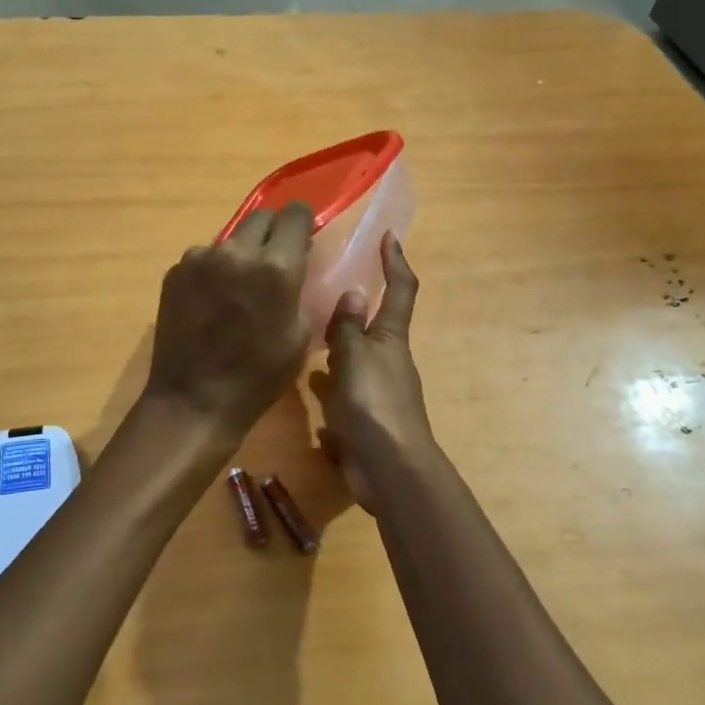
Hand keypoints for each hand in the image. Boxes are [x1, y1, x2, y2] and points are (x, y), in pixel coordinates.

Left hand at [143, 204, 313, 442]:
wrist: (194, 400)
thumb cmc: (259, 376)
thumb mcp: (300, 335)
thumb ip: (299, 289)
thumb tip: (295, 263)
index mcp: (277, 266)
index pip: (296, 214)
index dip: (303, 223)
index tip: (302, 239)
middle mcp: (237, 251)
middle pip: (262, 217)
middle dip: (273, 232)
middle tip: (274, 261)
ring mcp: (200, 258)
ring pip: (231, 238)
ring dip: (241, 252)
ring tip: (238, 287)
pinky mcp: (176, 271)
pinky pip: (204, 257)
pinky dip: (214, 270)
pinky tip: (211, 302)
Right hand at [316, 234, 432, 505]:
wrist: (389, 469)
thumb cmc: (372, 404)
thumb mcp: (354, 358)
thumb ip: (348, 328)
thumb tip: (353, 291)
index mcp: (391, 338)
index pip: (400, 289)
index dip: (395, 261)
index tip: (388, 236)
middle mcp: (388, 361)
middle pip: (374, 327)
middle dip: (354, 311)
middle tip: (322, 293)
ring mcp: (378, 392)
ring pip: (355, 362)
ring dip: (336, 351)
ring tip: (304, 339)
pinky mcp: (366, 420)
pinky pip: (344, 397)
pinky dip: (330, 393)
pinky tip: (308, 393)